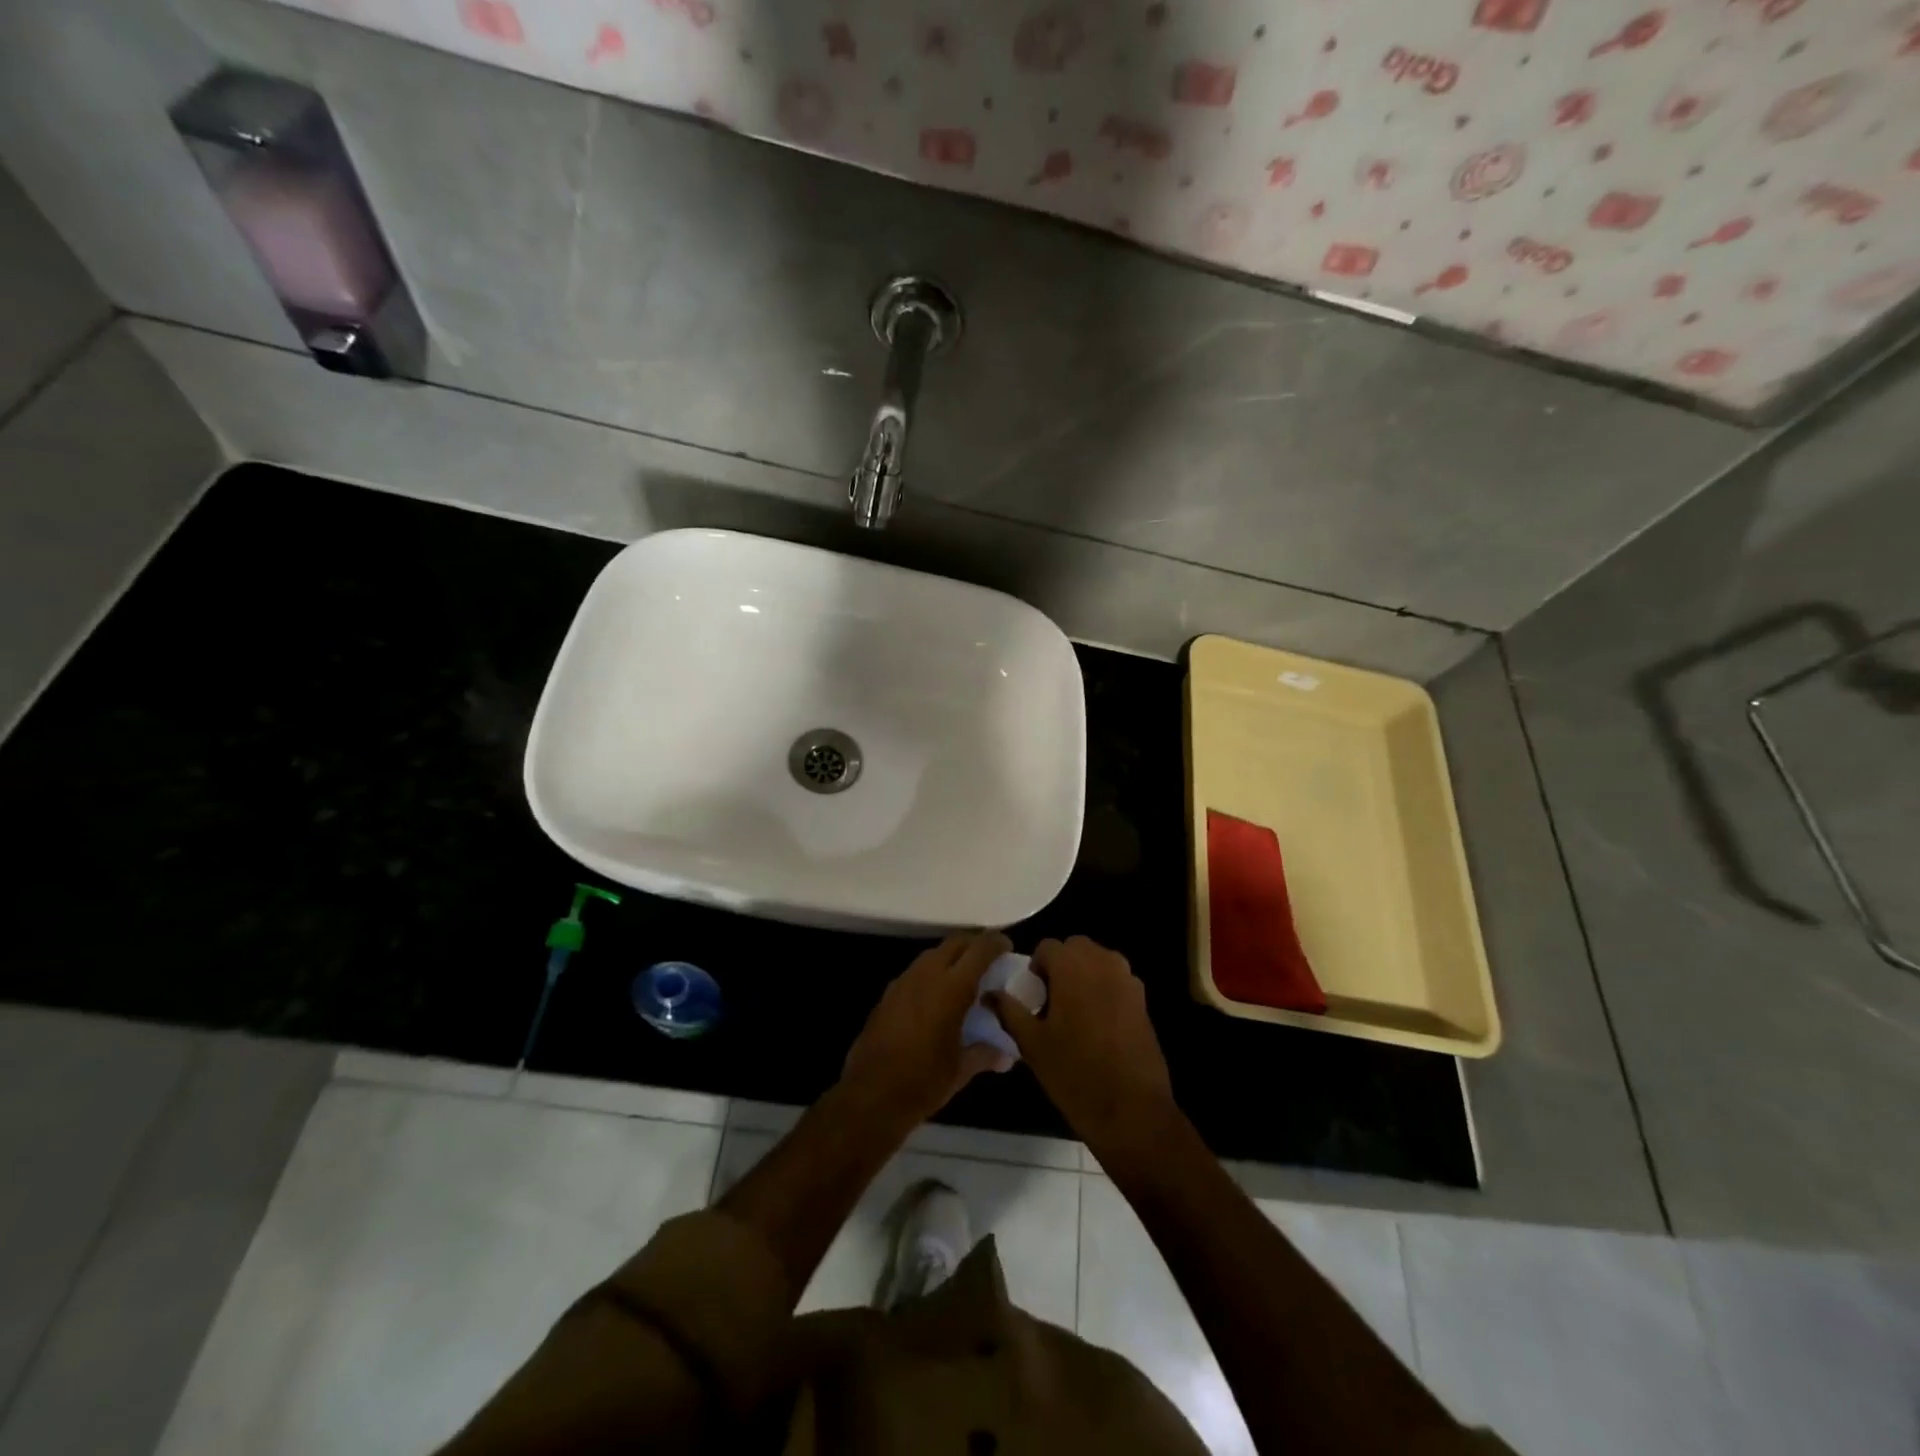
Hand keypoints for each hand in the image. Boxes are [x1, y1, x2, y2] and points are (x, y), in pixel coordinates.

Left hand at [840, 932, 1012, 1128]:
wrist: (870, 1095)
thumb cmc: (922, 1082)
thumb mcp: (961, 1070)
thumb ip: (986, 1053)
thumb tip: (1006, 1055)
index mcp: (951, 989)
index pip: (979, 950)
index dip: (996, 943)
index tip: (1008, 946)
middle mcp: (926, 975)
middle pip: (955, 943)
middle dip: (974, 945)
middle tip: (989, 960)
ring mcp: (903, 982)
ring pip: (933, 955)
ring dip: (952, 959)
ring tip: (965, 980)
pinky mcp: (888, 994)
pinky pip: (916, 972)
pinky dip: (933, 974)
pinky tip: (937, 1000)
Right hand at [985, 936, 1178, 1164]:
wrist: (1132, 1109)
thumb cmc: (1075, 1073)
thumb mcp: (1032, 1044)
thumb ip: (1009, 1011)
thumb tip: (989, 994)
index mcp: (1073, 966)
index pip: (1047, 947)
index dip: (1035, 967)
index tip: (1033, 996)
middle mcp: (1103, 962)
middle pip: (1075, 948)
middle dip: (1061, 965)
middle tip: (1051, 1001)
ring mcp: (1127, 979)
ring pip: (1098, 961)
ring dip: (1083, 974)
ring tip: (1074, 1013)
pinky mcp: (1143, 999)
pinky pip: (1116, 980)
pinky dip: (1103, 989)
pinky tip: (1098, 1025)